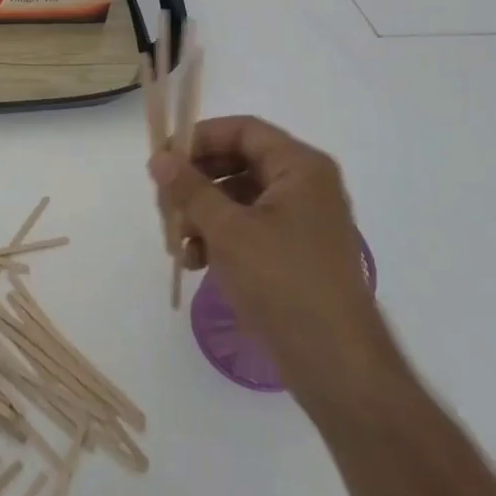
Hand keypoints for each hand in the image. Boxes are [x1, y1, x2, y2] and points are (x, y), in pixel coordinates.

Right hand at [150, 116, 380, 378]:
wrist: (337, 365)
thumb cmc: (283, 283)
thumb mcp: (228, 231)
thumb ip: (190, 189)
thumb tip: (159, 158)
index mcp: (300, 167)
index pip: (243, 130)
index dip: (199, 138)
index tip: (163, 158)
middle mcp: (306, 186)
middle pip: (239, 163)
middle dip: (196, 182)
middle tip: (163, 202)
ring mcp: (302, 221)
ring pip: (240, 198)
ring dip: (203, 213)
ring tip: (176, 241)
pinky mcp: (295, 253)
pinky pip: (250, 228)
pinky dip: (220, 237)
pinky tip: (195, 261)